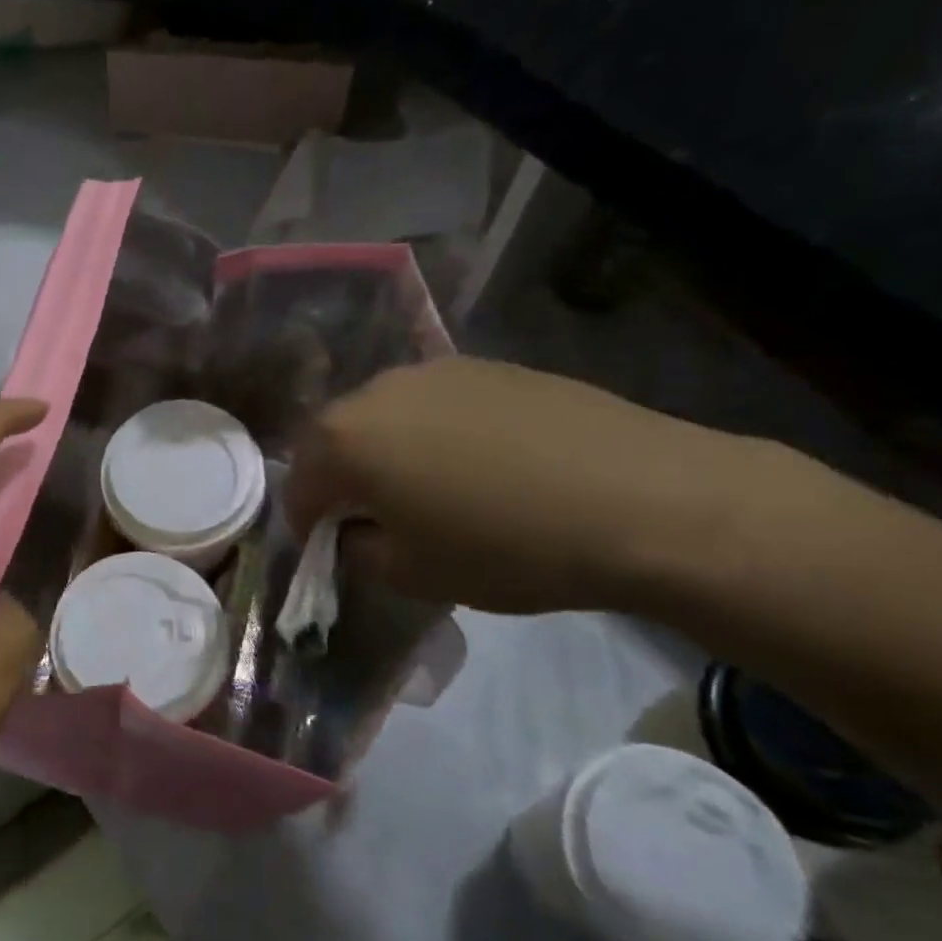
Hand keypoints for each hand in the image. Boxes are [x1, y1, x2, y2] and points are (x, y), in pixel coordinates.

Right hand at [284, 358, 757, 614]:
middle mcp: (378, 390)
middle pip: (336, 439)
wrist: (643, 500)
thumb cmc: (506, 546)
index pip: (299, 484)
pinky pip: (435, 405)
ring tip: (425, 490)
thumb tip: (357, 531)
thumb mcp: (412, 573)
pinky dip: (433, 434)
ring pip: (385, 416)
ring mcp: (435, 371)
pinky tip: (477, 466)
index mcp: (345, 439)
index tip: (325, 548)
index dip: (305, 522)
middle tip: (369, 518)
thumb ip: (360, 550)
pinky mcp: (488, 367)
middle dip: (340, 479)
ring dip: (386, 452)